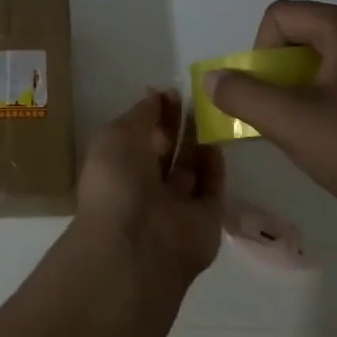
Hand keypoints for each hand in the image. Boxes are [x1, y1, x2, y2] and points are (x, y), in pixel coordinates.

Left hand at [75, 90, 225, 295]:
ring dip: (198, 141)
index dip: (153, 112)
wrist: (139, 245)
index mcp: (117, 166)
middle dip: (178, 125)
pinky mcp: (205, 219)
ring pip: (190, 167)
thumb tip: (155, 94)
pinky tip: (219, 141)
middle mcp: (145, 186)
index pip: (138, 134)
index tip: (171, 91)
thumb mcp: (117, 135)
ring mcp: (176, 204)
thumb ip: (141, 114)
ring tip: (213, 112)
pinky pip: (212, 187)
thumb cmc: (117, 182)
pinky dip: (215, 166)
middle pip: (165, 150)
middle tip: (197, 98)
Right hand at [204, 1, 336, 228]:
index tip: (269, 95)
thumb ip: (242, 95)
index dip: (260, 53)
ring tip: (310, 127)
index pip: (280, 16)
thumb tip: (213, 78)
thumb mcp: (289, 123)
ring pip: (329, 56)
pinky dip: (334, 95)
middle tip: (283, 113)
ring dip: (305, 85)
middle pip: (304, 33)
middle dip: (281, 71)